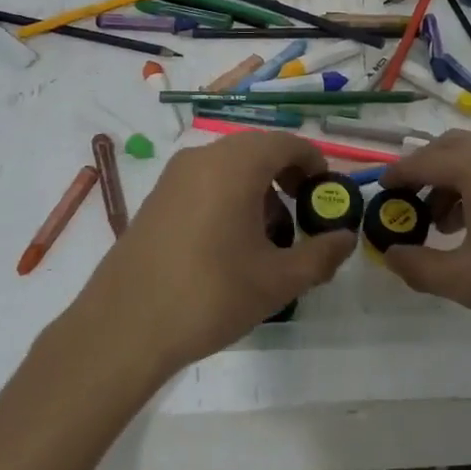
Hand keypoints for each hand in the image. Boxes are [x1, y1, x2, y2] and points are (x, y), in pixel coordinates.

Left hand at [68, 131, 356, 379]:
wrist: (124, 326)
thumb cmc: (210, 295)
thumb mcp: (278, 281)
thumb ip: (321, 254)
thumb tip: (346, 238)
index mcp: (236, 164)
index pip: (287, 143)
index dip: (315, 163)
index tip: (328, 195)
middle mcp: (204, 157)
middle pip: (258, 151)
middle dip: (287, 178)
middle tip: (304, 217)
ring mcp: (175, 176)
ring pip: (230, 167)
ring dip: (258, 190)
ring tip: (269, 239)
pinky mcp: (156, 197)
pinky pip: (205, 182)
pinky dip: (228, 197)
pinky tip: (230, 245)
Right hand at [378, 130, 470, 354]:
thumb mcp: (464, 281)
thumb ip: (418, 266)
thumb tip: (389, 255)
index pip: (426, 160)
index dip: (398, 174)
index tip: (378, 189)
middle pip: (452, 147)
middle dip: (425, 170)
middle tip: (406, 202)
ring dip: (451, 180)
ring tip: (439, 223)